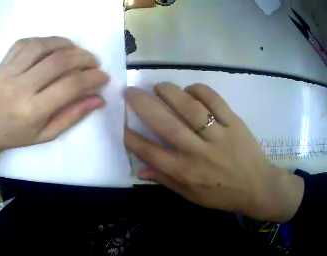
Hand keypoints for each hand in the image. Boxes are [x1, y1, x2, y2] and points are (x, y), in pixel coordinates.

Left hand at [0, 37, 108, 176]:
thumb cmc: (16, 135)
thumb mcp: (46, 134)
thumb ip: (73, 116)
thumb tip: (99, 99)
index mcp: (32, 110)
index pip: (70, 86)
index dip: (92, 78)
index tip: (103, 76)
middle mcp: (20, 87)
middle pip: (58, 61)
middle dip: (83, 57)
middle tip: (93, 62)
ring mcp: (8, 72)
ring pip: (41, 46)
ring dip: (65, 44)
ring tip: (75, 50)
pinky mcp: (2, 64)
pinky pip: (24, 43)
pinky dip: (43, 40)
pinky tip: (52, 46)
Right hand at [124, 83, 303, 222]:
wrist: (256, 186)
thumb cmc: (222, 195)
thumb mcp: (192, 196)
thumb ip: (166, 181)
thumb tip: (140, 170)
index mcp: (186, 172)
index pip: (150, 152)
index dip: (131, 136)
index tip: (121, 123)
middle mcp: (198, 152)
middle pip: (166, 124)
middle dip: (143, 105)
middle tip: (131, 91)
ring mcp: (218, 135)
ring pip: (190, 107)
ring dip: (170, 92)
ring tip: (159, 86)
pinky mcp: (234, 122)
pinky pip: (214, 100)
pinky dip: (200, 90)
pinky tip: (191, 89)